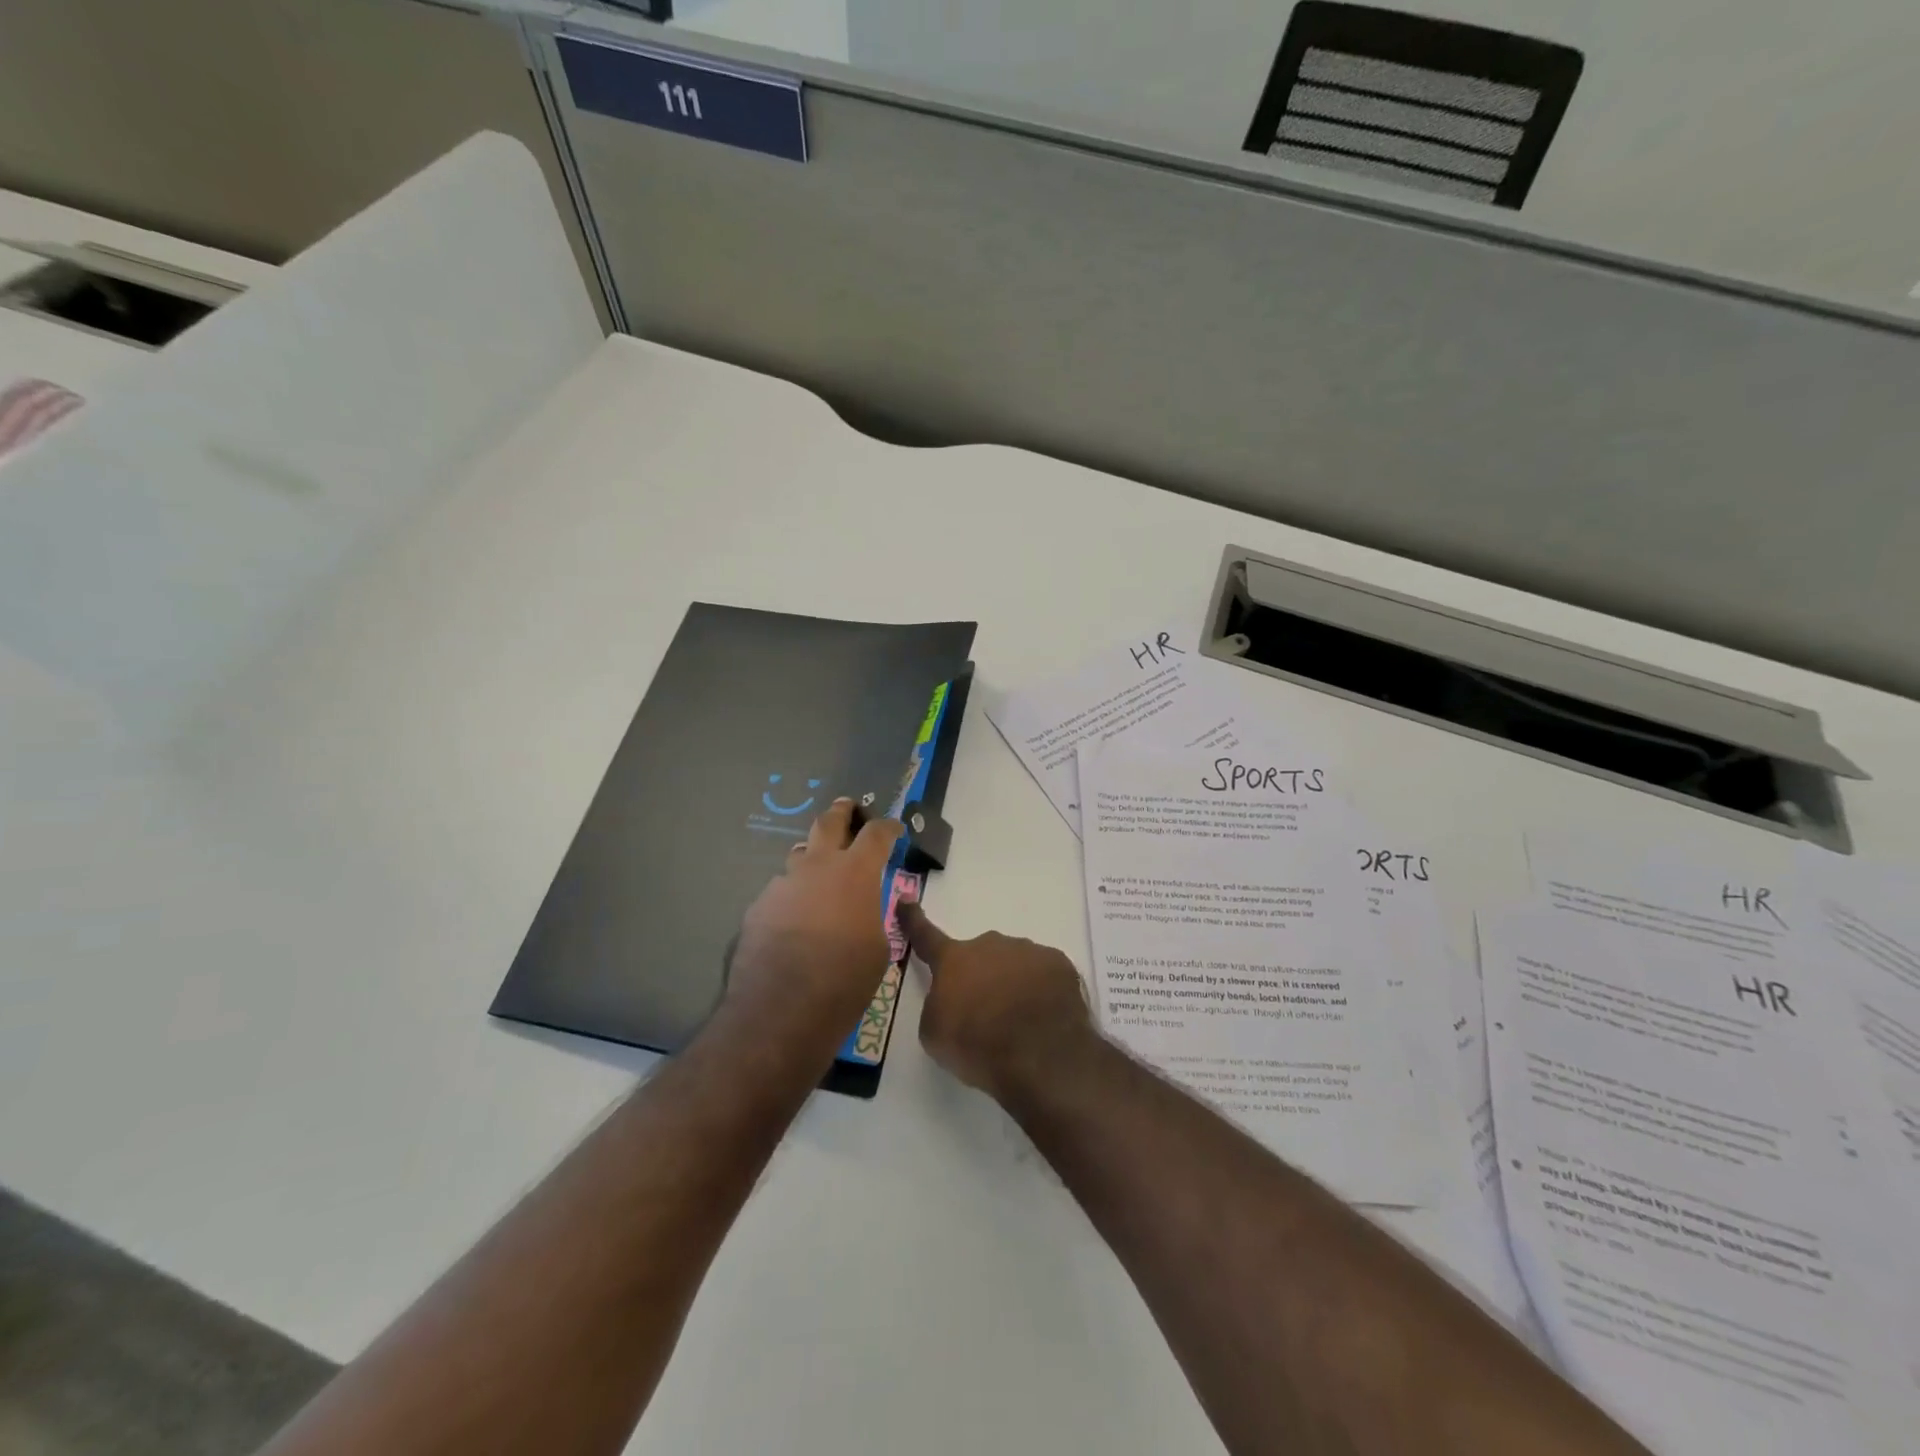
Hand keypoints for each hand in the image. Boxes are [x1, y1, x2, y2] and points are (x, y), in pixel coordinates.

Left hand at [727, 799, 902, 1047]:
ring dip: (813, 858)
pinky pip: (781, 892)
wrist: (781, 1008)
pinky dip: (793, 897)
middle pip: (828, 822)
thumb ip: (872, 915)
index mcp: (855, 872)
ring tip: (820, 874)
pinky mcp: (759, 906)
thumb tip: (862, 909)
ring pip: (800, 856)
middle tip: (847, 807)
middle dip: (841, 812)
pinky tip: (794, 922)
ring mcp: (783, 883)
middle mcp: (817, 867)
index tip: (894, 827)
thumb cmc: (845, 979)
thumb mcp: (878, 947)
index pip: (876, 834)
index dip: (888, 827)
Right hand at [897, 903, 1091, 1100]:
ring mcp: (1028, 950)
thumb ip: (938, 1005)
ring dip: (1012, 984)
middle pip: (979, 957)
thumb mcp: (935, 1034)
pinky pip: (1043, 974)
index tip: (905, 899)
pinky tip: (1044, 1017)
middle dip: (980, 978)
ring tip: (1019, 1022)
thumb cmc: (977, 1044)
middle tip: (986, 1014)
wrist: (1040, 1055)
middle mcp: (990, 944)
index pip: (926, 935)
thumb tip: (952, 999)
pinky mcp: (1059, 963)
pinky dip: (1041, 991)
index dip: (913, 919)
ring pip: (1013, 963)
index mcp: (954, 959)